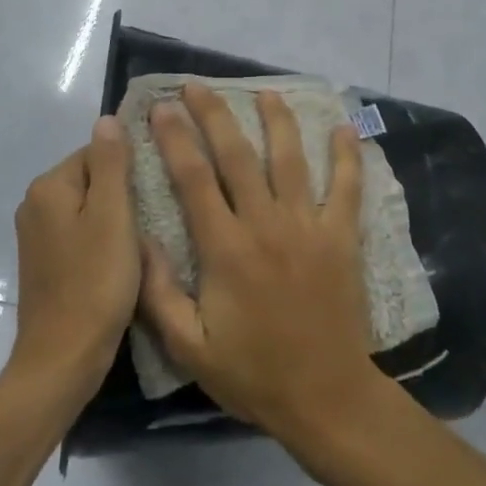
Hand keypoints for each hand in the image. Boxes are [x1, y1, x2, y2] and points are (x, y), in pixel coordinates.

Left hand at [8, 116, 140, 399]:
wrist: (63, 360)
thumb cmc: (95, 284)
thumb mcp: (113, 216)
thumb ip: (111, 164)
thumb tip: (107, 119)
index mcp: (49, 187)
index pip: (97, 153)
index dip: (130, 170)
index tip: (155, 193)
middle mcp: (35, 204)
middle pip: (92, 179)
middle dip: (123, 195)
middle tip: (153, 219)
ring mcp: (37, 236)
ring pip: (89, 209)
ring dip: (116, 220)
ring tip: (143, 242)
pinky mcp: (45, 263)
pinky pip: (81, 235)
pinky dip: (102, 242)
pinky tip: (122, 262)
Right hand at [138, 83, 378, 443]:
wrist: (325, 399)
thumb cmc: (253, 373)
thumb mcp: (189, 347)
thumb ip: (158, 293)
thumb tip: (139, 238)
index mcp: (225, 249)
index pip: (194, 179)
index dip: (175, 139)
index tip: (161, 108)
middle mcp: (265, 225)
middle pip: (236, 155)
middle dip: (214, 115)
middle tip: (196, 86)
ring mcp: (308, 227)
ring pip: (290, 159)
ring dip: (276, 121)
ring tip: (265, 92)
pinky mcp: (342, 238)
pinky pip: (346, 188)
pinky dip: (347, 156)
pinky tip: (344, 128)